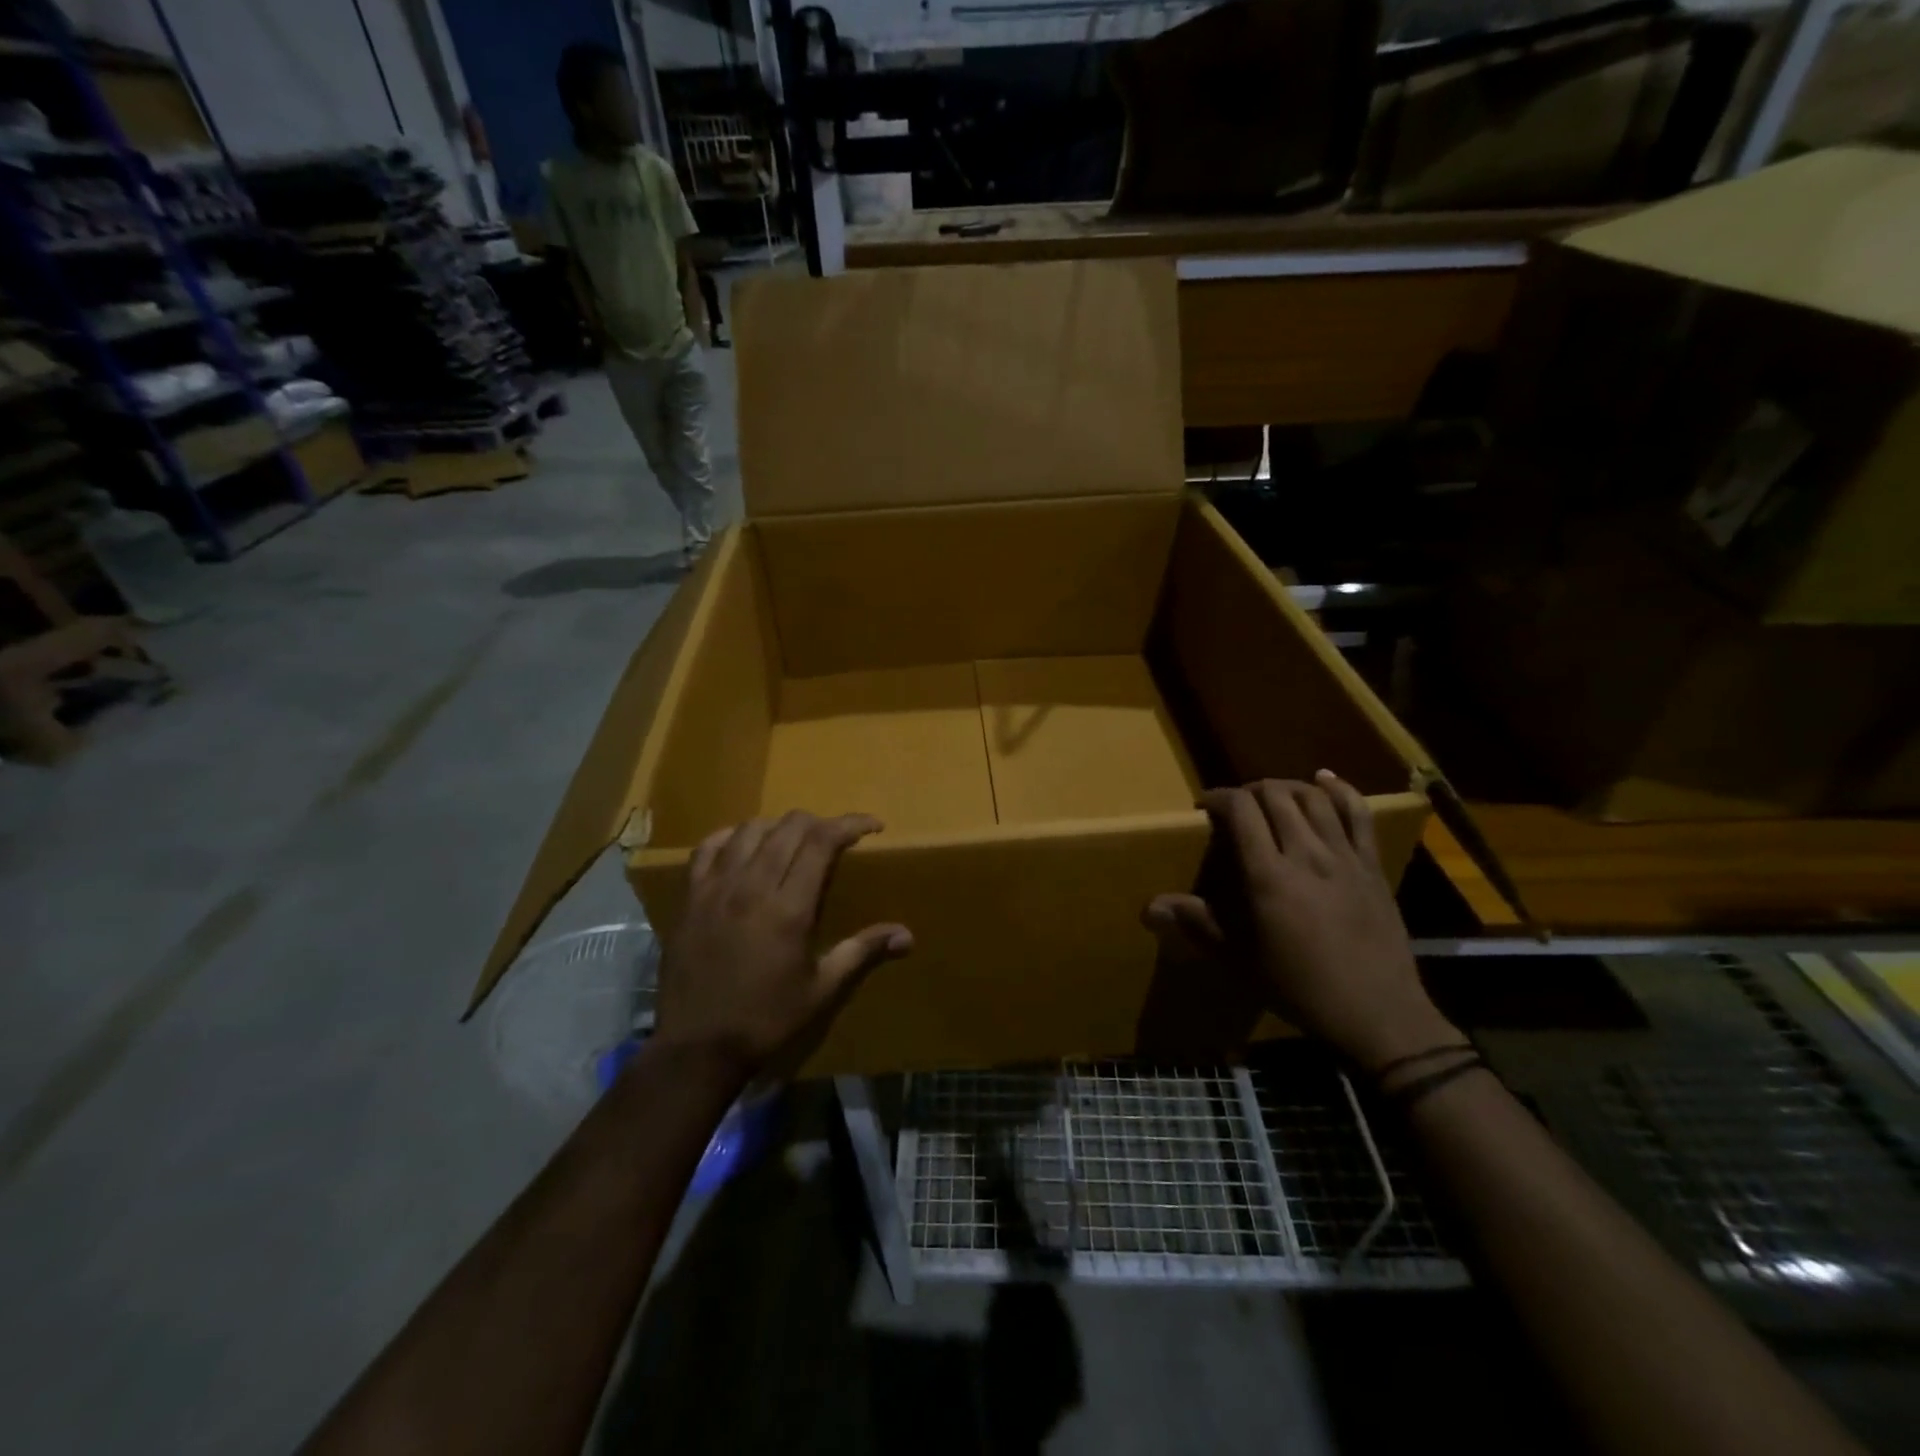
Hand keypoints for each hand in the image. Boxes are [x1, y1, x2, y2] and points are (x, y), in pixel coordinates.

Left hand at [655, 811, 912, 1076]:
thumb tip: (907, 935)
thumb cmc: (766, 1019)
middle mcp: (752, 886)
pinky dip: (732, 837)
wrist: (696, 1046)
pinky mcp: (689, 896)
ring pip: (750, 829)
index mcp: (789, 908)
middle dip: (820, 822)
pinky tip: (744, 847)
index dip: (851, 824)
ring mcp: (715, 888)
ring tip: (793, 842)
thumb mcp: (821, 990)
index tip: (873, 826)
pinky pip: (708, 847)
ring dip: (779, 827)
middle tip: (836, 839)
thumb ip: (862, 952)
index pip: (822, 841)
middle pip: (789, 827)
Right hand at [1145, 772, 1457, 1071]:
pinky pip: (1359, 814)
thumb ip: (1197, 924)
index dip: (1218, 798)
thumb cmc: (1300, 989)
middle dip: (1248, 791)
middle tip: (1236, 809)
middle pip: (1275, 795)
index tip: (1204, 808)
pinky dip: (1339, 790)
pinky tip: (1324, 780)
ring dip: (1286, 788)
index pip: (1241, 811)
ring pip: (1313, 798)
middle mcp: (1306, 855)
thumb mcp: (1240, 961)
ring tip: (1271, 797)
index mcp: (1269, 877)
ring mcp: (1344, 857)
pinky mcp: (1372, 865)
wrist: (1378, 1015)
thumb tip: (1149, 907)